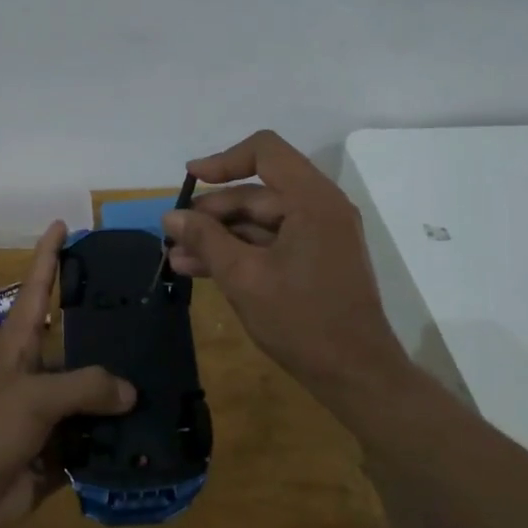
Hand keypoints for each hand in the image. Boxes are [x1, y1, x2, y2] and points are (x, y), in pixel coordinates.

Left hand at [0, 221, 133, 527]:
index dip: (47, 255)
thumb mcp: (34, 397)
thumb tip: (130, 392)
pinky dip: (117, 441)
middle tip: (152, 316)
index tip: (63, 225)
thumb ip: (85, 387)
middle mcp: (35, 373)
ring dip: (120, 394)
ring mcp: (46, 415)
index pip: (36, 288)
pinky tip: (151, 435)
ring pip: (91, 396)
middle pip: (77, 345)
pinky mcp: (55, 453)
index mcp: (18, 346)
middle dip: (108, 333)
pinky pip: (93, 441)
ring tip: (165, 379)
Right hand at [163, 130, 411, 404]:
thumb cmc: (302, 321)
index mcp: (312, 200)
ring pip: (259, 221)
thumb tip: (172, 216)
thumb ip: (206, 240)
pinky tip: (199, 270)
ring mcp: (320, 236)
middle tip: (174, 234)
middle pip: (257, 192)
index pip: (265, 152)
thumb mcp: (244, 277)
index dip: (223, 161)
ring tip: (176, 256)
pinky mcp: (315, 260)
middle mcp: (320, 208)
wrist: (356, 375)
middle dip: (212, 212)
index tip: (190, 180)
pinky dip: (238, 253)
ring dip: (218, 236)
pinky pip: (270, 243)